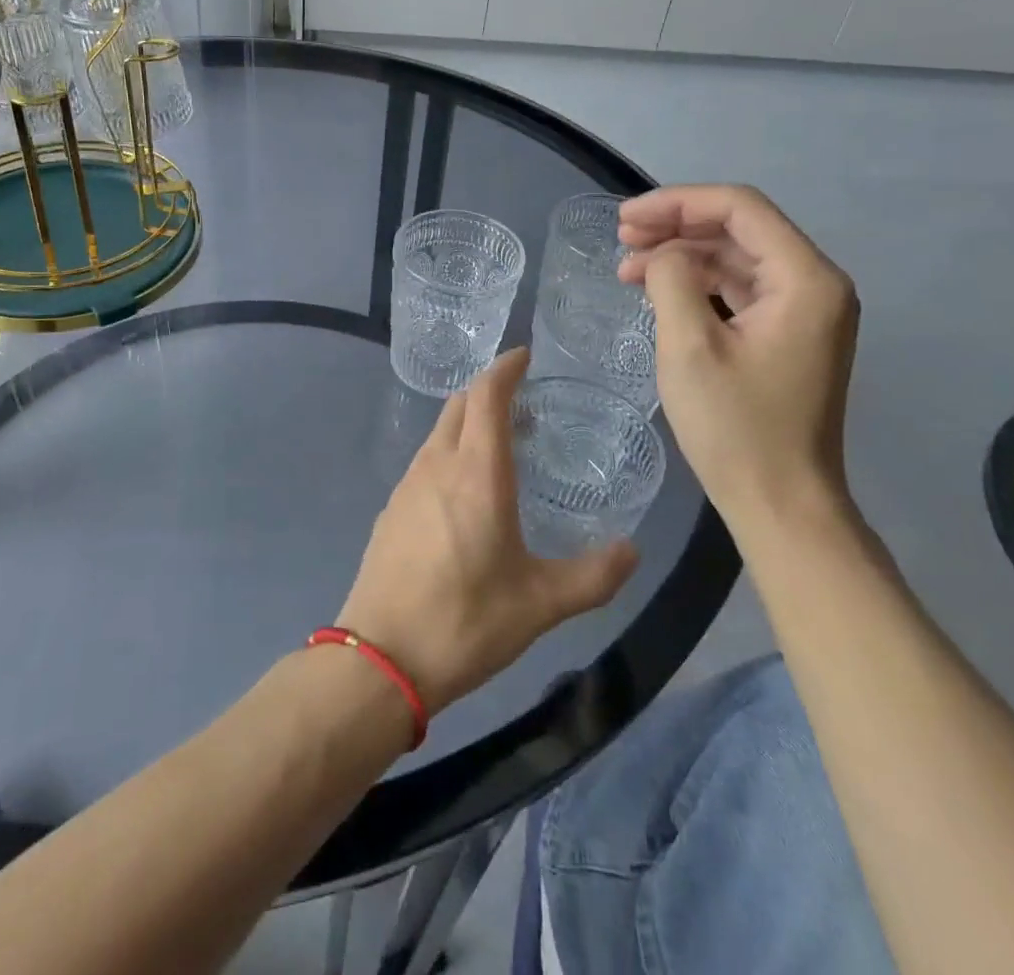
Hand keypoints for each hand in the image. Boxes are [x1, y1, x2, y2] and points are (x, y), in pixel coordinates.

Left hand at [338, 349, 638, 714]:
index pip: (486, 395)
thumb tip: (633, 551)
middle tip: (524, 405)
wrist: (381, 657)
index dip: (505, 368)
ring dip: (468, 424)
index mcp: (476, 473)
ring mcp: (407, 485)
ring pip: (440, 432)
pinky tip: (464, 491)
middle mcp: (437, 465)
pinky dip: (450, 453)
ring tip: (501, 446)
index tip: (525, 356)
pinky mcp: (391, 508)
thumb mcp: (541, 604)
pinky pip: (425, 461)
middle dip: (489, 392)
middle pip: (460, 406)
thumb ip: (594, 576)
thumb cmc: (465, 621)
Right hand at [618, 185, 859, 523]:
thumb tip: (664, 256)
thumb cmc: (736, 427)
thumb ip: (672, 280)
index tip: (625, 219)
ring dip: (682, 256)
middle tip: (621, 238)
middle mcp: (815, 285)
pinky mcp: (786, 336)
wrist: (780, 504)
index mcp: (806, 280)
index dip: (678, 203)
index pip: (741, 209)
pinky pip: (739, 291)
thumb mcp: (690, 346)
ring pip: (736, 260)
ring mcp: (803, 313)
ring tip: (627, 267)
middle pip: (740, 229)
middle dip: (676, 226)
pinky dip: (696, 285)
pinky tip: (657, 292)